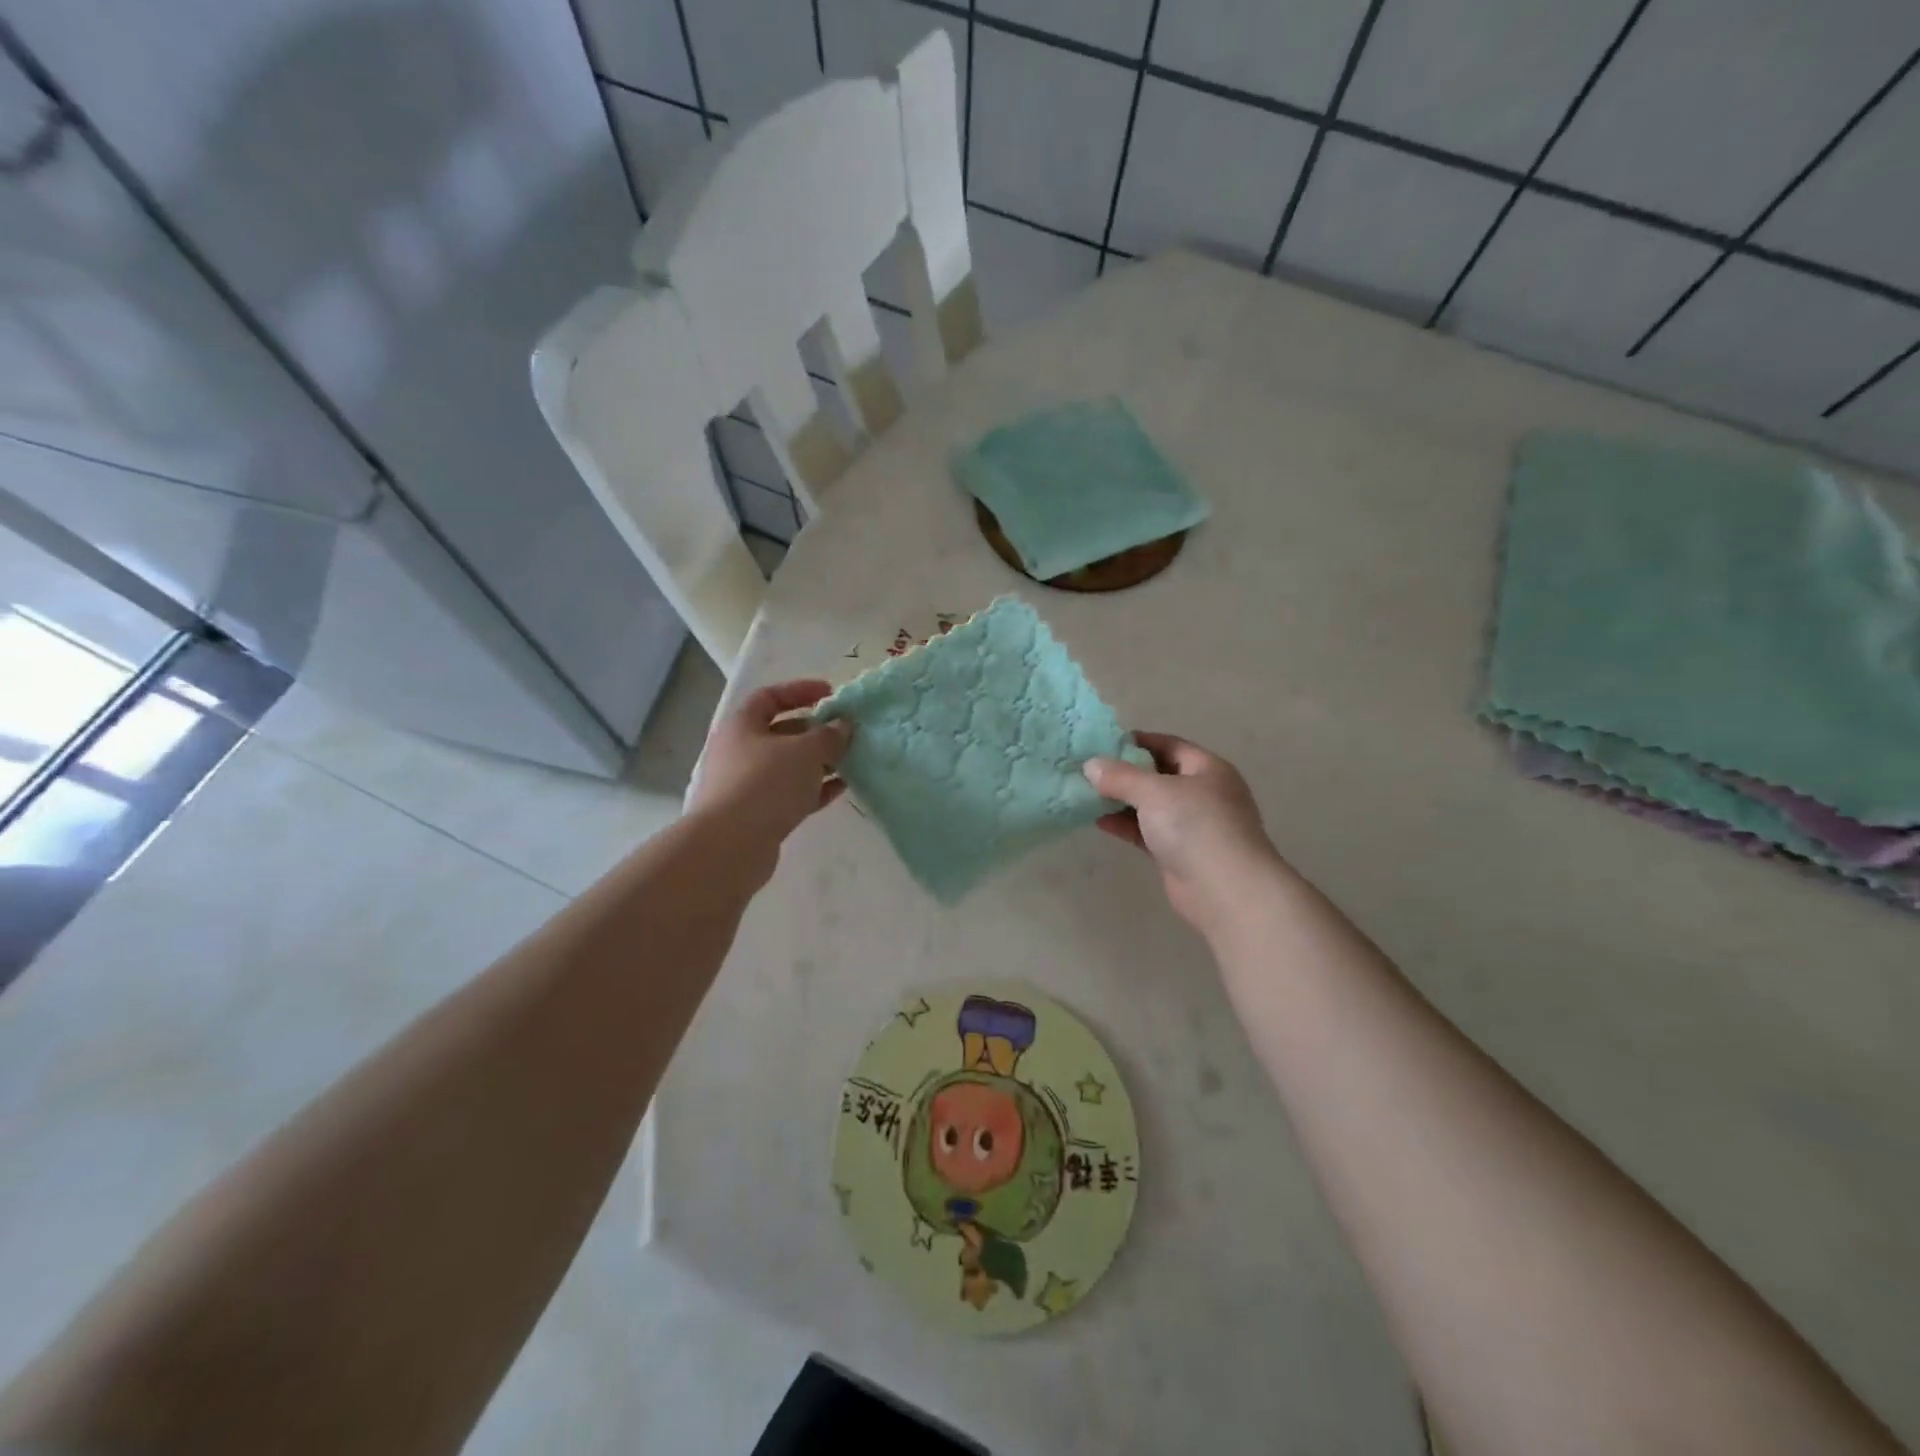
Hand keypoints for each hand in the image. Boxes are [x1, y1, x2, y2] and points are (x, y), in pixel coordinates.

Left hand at [688, 680, 852, 865]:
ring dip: (819, 762)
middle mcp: (739, 751)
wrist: (731, 845)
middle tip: (845, 734)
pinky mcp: (757, 814)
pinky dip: (815, 788)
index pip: (770, 697)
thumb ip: (829, 736)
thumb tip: (842, 726)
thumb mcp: (806, 752)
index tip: (830, 694)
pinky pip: (791, 793)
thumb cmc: (766, 783)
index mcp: (742, 726)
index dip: (800, 691)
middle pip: (781, 733)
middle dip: (815, 731)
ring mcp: (746, 785)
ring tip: (850, 761)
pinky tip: (840, 789)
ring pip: (788, 766)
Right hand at [1083, 733, 1284, 934]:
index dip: (1137, 742)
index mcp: (1208, 769)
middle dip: (1125, 773)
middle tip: (1089, 769)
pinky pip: (1147, 831)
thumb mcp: (1154, 791)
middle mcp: (1203, 793)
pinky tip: (1099, 821)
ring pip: (1151, 806)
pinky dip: (1126, 825)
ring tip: (1087, 794)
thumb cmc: (1195, 826)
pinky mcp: (1179, 853)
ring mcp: (1192, 826)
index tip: (1102, 743)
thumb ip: (1120, 776)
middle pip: (1158, 775)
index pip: (1169, 745)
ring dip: (1122, 800)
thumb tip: (1091, 765)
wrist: (1225, 890)